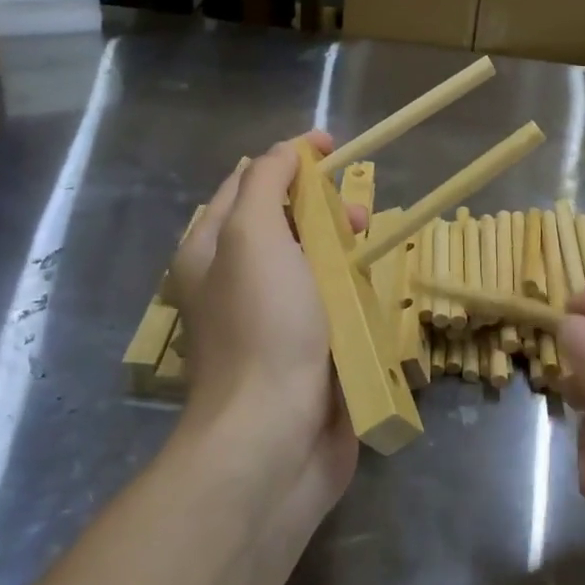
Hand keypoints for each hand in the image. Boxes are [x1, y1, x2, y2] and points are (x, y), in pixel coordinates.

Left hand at [167, 132, 361, 522]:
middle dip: (321, 207)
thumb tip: (285, 152)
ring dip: (342, 248)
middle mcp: (236, 280)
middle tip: (355, 214)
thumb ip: (265, 183)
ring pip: (313, 263)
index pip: (247, 182)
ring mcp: (272, 319)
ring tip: (370, 250)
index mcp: (211, 250)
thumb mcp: (253, 236)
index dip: (287, 158)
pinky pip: (332, 304)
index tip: (331, 146)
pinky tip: (373, 291)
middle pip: (284, 222)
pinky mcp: (306, 352)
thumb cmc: (263, 327)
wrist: (274, 438)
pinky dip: (352, 290)